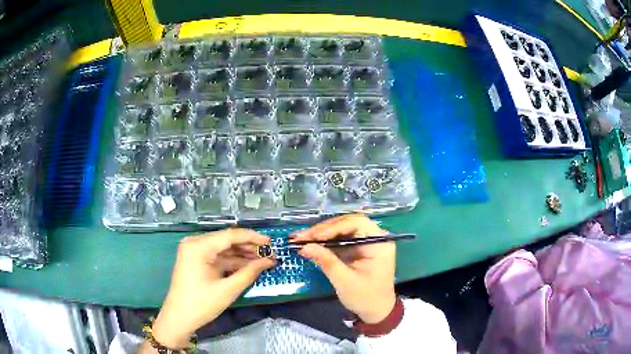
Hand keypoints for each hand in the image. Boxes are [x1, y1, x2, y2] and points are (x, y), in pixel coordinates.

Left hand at [149, 229, 274, 348]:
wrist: (179, 318)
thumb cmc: (201, 304)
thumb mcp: (228, 289)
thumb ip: (249, 272)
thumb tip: (269, 261)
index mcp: (198, 246)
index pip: (230, 235)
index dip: (253, 238)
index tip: (271, 243)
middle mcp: (195, 243)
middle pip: (226, 240)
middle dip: (249, 248)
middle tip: (269, 254)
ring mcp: (194, 251)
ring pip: (223, 249)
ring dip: (242, 255)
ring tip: (263, 260)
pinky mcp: (195, 260)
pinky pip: (217, 257)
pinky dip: (232, 262)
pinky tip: (248, 266)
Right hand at [293, 214, 396, 323]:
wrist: (376, 311)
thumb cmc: (365, 297)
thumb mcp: (345, 281)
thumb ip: (326, 261)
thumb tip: (304, 246)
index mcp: (379, 243)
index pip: (357, 223)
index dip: (334, 227)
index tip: (314, 236)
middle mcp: (374, 238)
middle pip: (347, 224)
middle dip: (323, 230)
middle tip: (301, 237)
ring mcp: (365, 243)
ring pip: (341, 231)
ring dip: (321, 234)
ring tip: (301, 238)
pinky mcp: (357, 249)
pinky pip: (340, 240)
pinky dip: (325, 242)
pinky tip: (310, 243)